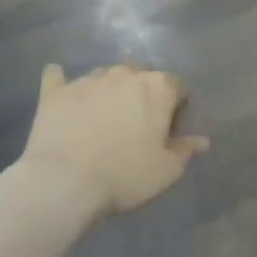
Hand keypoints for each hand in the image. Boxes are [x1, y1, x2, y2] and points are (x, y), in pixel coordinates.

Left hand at [21, 63, 208, 216]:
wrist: (64, 183)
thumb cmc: (126, 175)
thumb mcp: (167, 170)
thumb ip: (186, 149)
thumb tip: (201, 140)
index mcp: (158, 87)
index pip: (177, 87)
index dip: (176, 109)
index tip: (168, 132)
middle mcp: (125, 74)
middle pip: (141, 77)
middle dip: (142, 96)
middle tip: (136, 127)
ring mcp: (87, 80)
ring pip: (105, 77)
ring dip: (109, 92)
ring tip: (102, 122)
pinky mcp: (55, 92)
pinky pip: (58, 78)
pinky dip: (62, 83)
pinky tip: (61, 89)